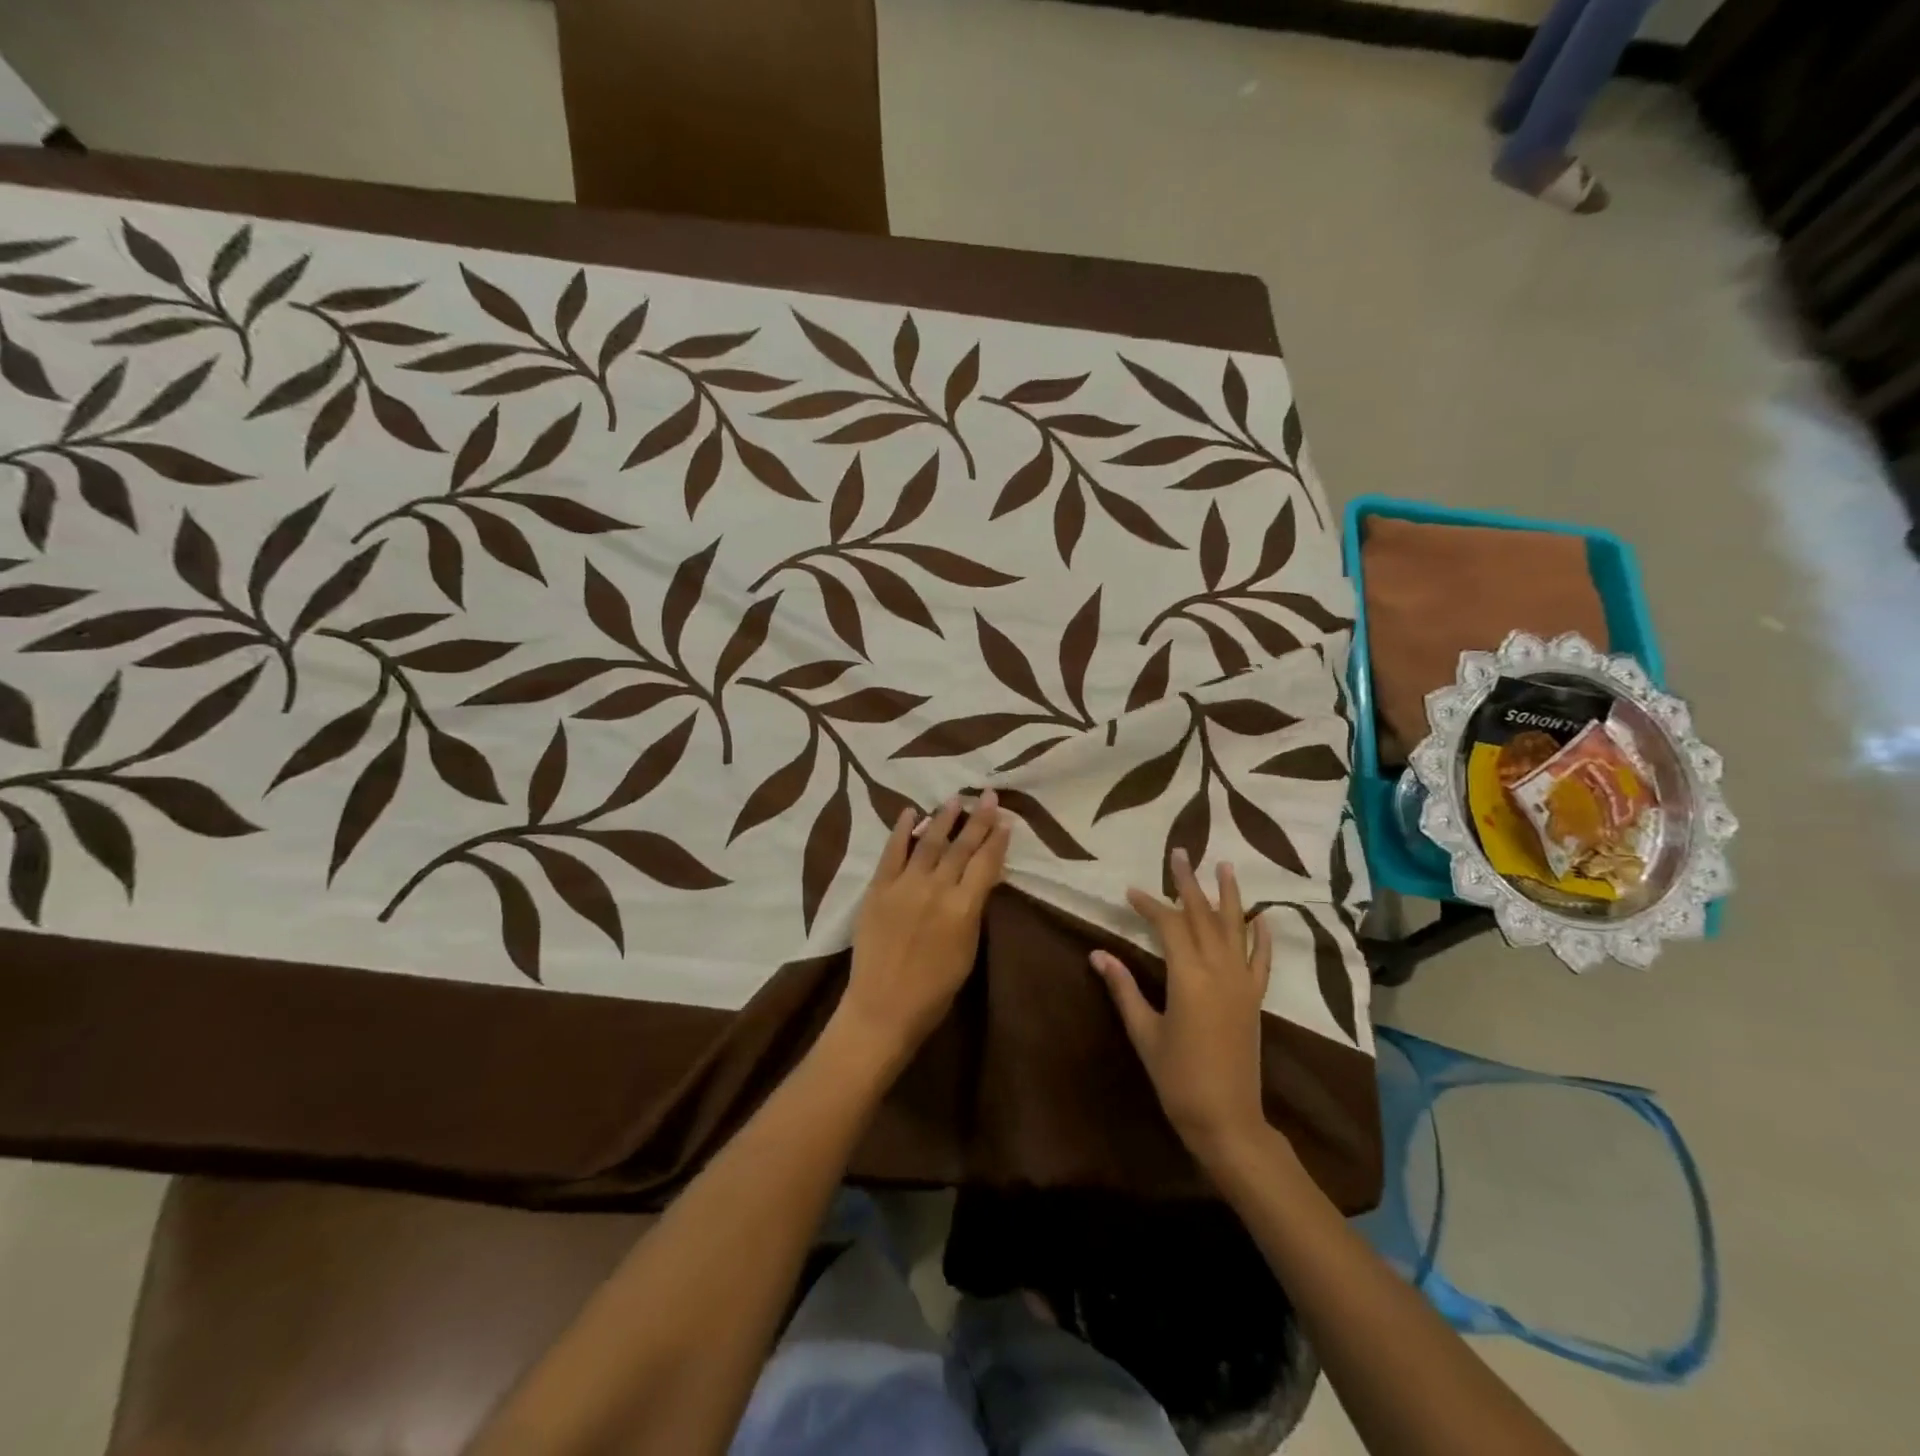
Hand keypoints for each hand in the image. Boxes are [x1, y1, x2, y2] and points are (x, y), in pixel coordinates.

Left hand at [837, 791, 1011, 1068]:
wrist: (883, 1007)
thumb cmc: (934, 990)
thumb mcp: (967, 951)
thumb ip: (973, 910)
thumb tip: (982, 879)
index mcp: (963, 908)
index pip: (985, 863)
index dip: (997, 840)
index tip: (1005, 819)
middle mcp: (936, 889)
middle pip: (961, 847)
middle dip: (977, 819)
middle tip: (987, 795)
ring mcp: (904, 885)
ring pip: (928, 842)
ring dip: (943, 818)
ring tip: (956, 799)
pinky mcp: (878, 888)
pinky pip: (891, 852)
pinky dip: (900, 830)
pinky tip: (909, 811)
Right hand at [1090, 849, 1273, 1167]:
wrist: (1227, 1119)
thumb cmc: (1177, 1077)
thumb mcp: (1144, 1031)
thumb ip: (1123, 988)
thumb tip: (1097, 953)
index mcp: (1188, 976)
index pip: (1168, 925)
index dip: (1150, 905)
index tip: (1131, 891)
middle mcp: (1219, 970)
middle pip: (1203, 916)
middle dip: (1189, 884)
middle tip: (1180, 853)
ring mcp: (1242, 983)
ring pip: (1236, 928)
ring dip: (1230, 896)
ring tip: (1226, 866)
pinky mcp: (1255, 999)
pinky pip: (1262, 960)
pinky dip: (1262, 936)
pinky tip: (1261, 917)